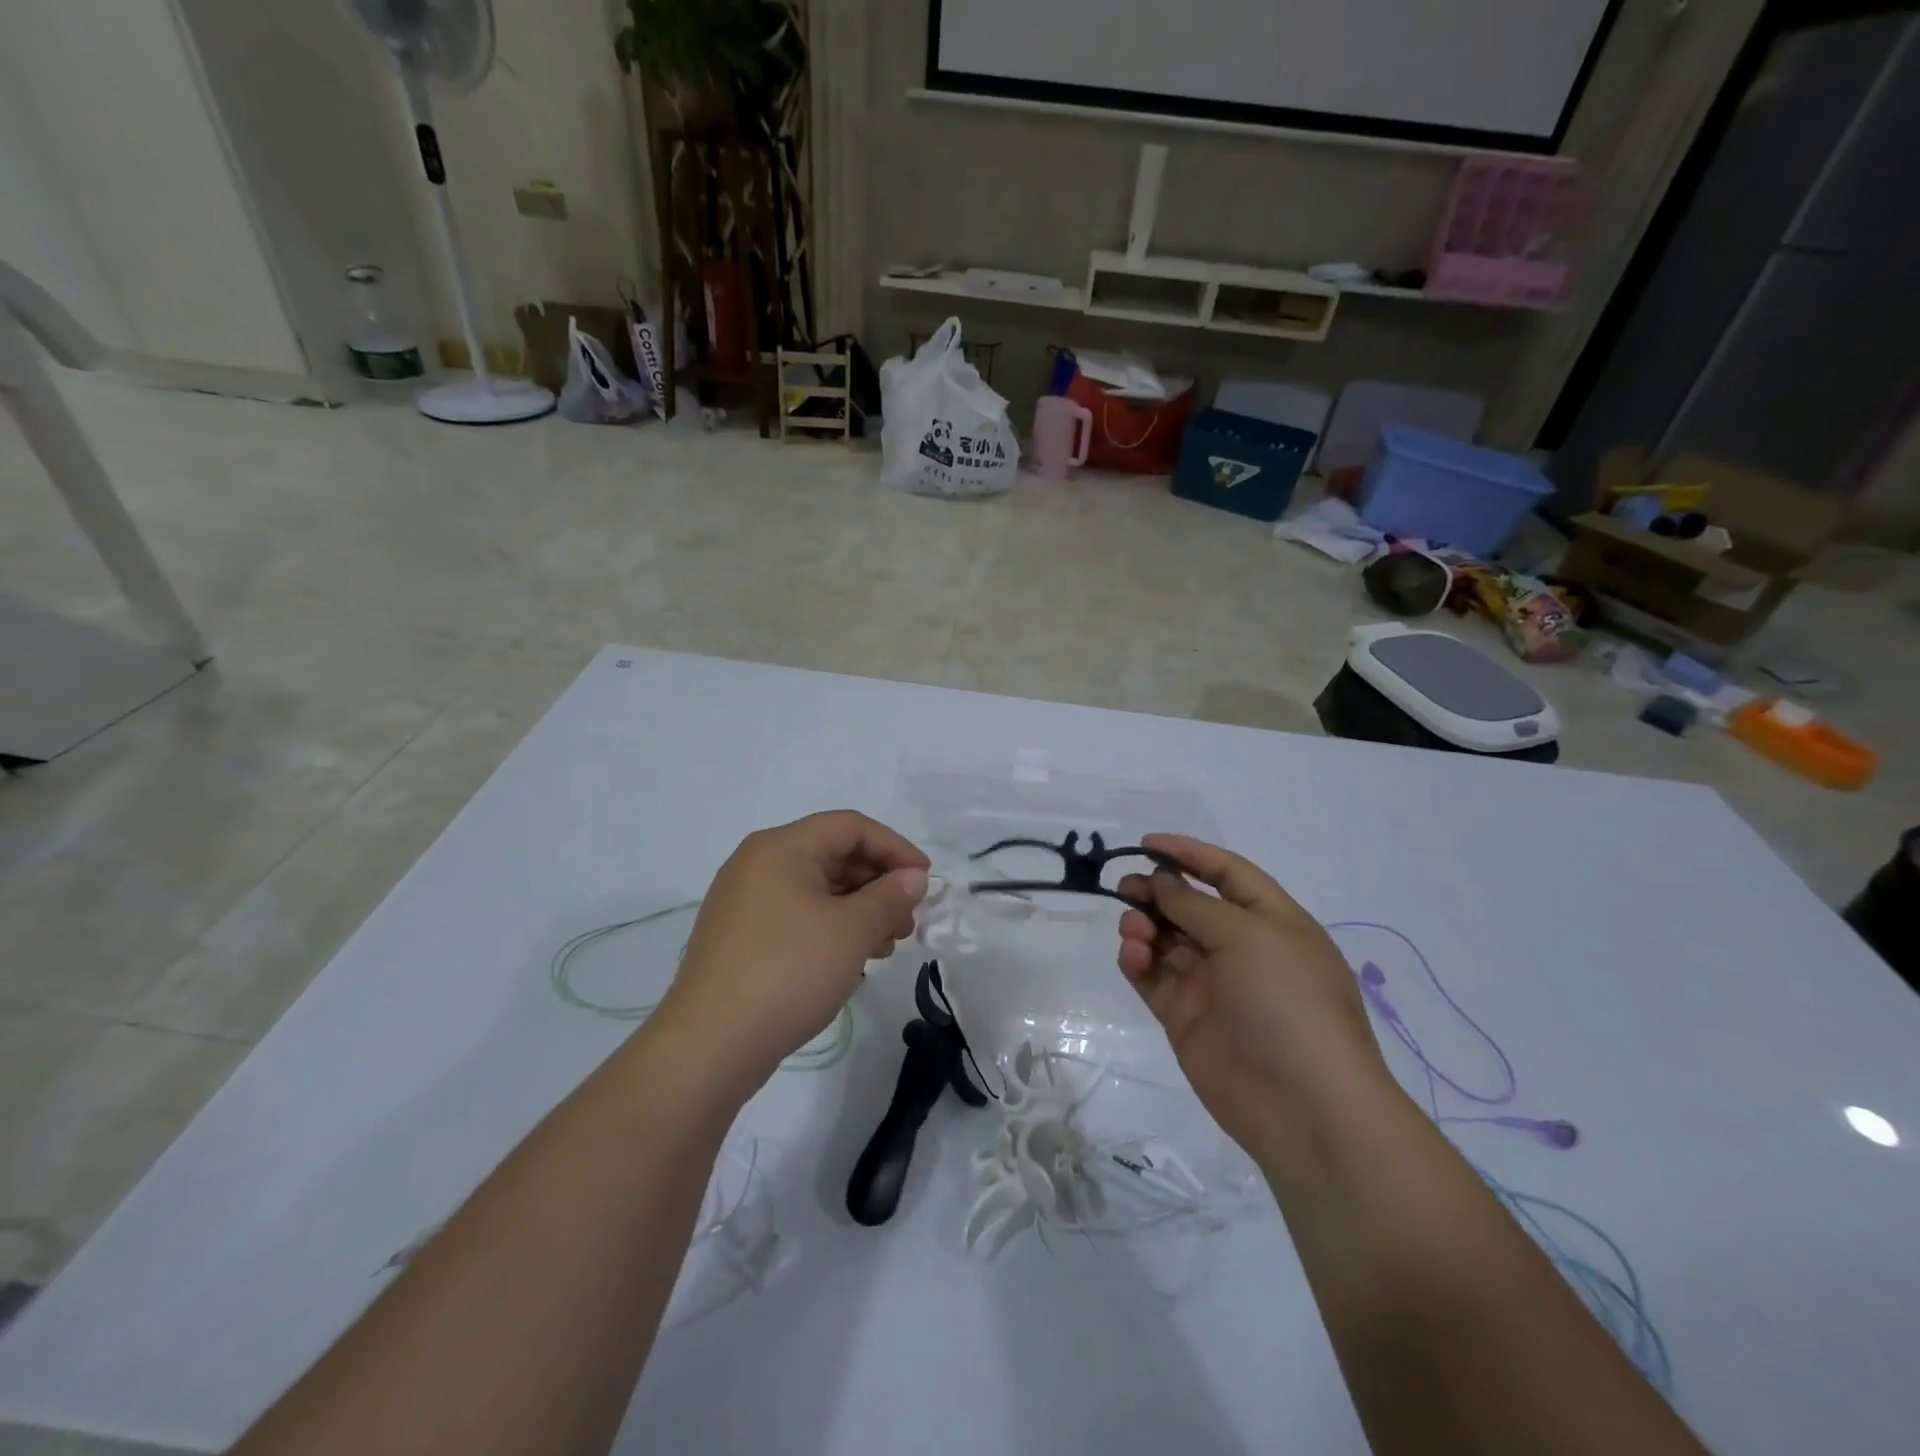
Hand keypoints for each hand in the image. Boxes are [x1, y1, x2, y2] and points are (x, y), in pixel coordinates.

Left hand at [657, 812, 929, 1092]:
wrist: (709, 1046)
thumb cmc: (788, 972)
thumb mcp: (851, 931)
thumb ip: (889, 896)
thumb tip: (913, 876)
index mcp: (781, 847)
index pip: (851, 827)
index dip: (895, 848)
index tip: (925, 880)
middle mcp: (758, 863)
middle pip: (833, 855)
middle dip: (879, 883)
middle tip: (908, 921)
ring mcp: (745, 901)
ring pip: (817, 888)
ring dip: (860, 909)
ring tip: (887, 945)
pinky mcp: (741, 936)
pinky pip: (798, 915)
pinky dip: (832, 927)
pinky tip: (854, 958)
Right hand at [1116, 835, 1384, 1154]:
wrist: (1303, 1107)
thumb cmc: (1288, 1002)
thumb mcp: (1249, 937)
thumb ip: (1196, 905)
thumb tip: (1161, 881)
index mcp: (1272, 922)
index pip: (1227, 873)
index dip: (1188, 854)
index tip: (1146, 844)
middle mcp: (1241, 948)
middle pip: (1190, 905)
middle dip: (1157, 890)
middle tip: (1125, 887)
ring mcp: (1212, 984)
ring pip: (1166, 939)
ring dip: (1145, 925)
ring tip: (1134, 930)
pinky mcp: (1185, 1017)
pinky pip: (1153, 977)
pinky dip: (1137, 961)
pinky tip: (1132, 956)